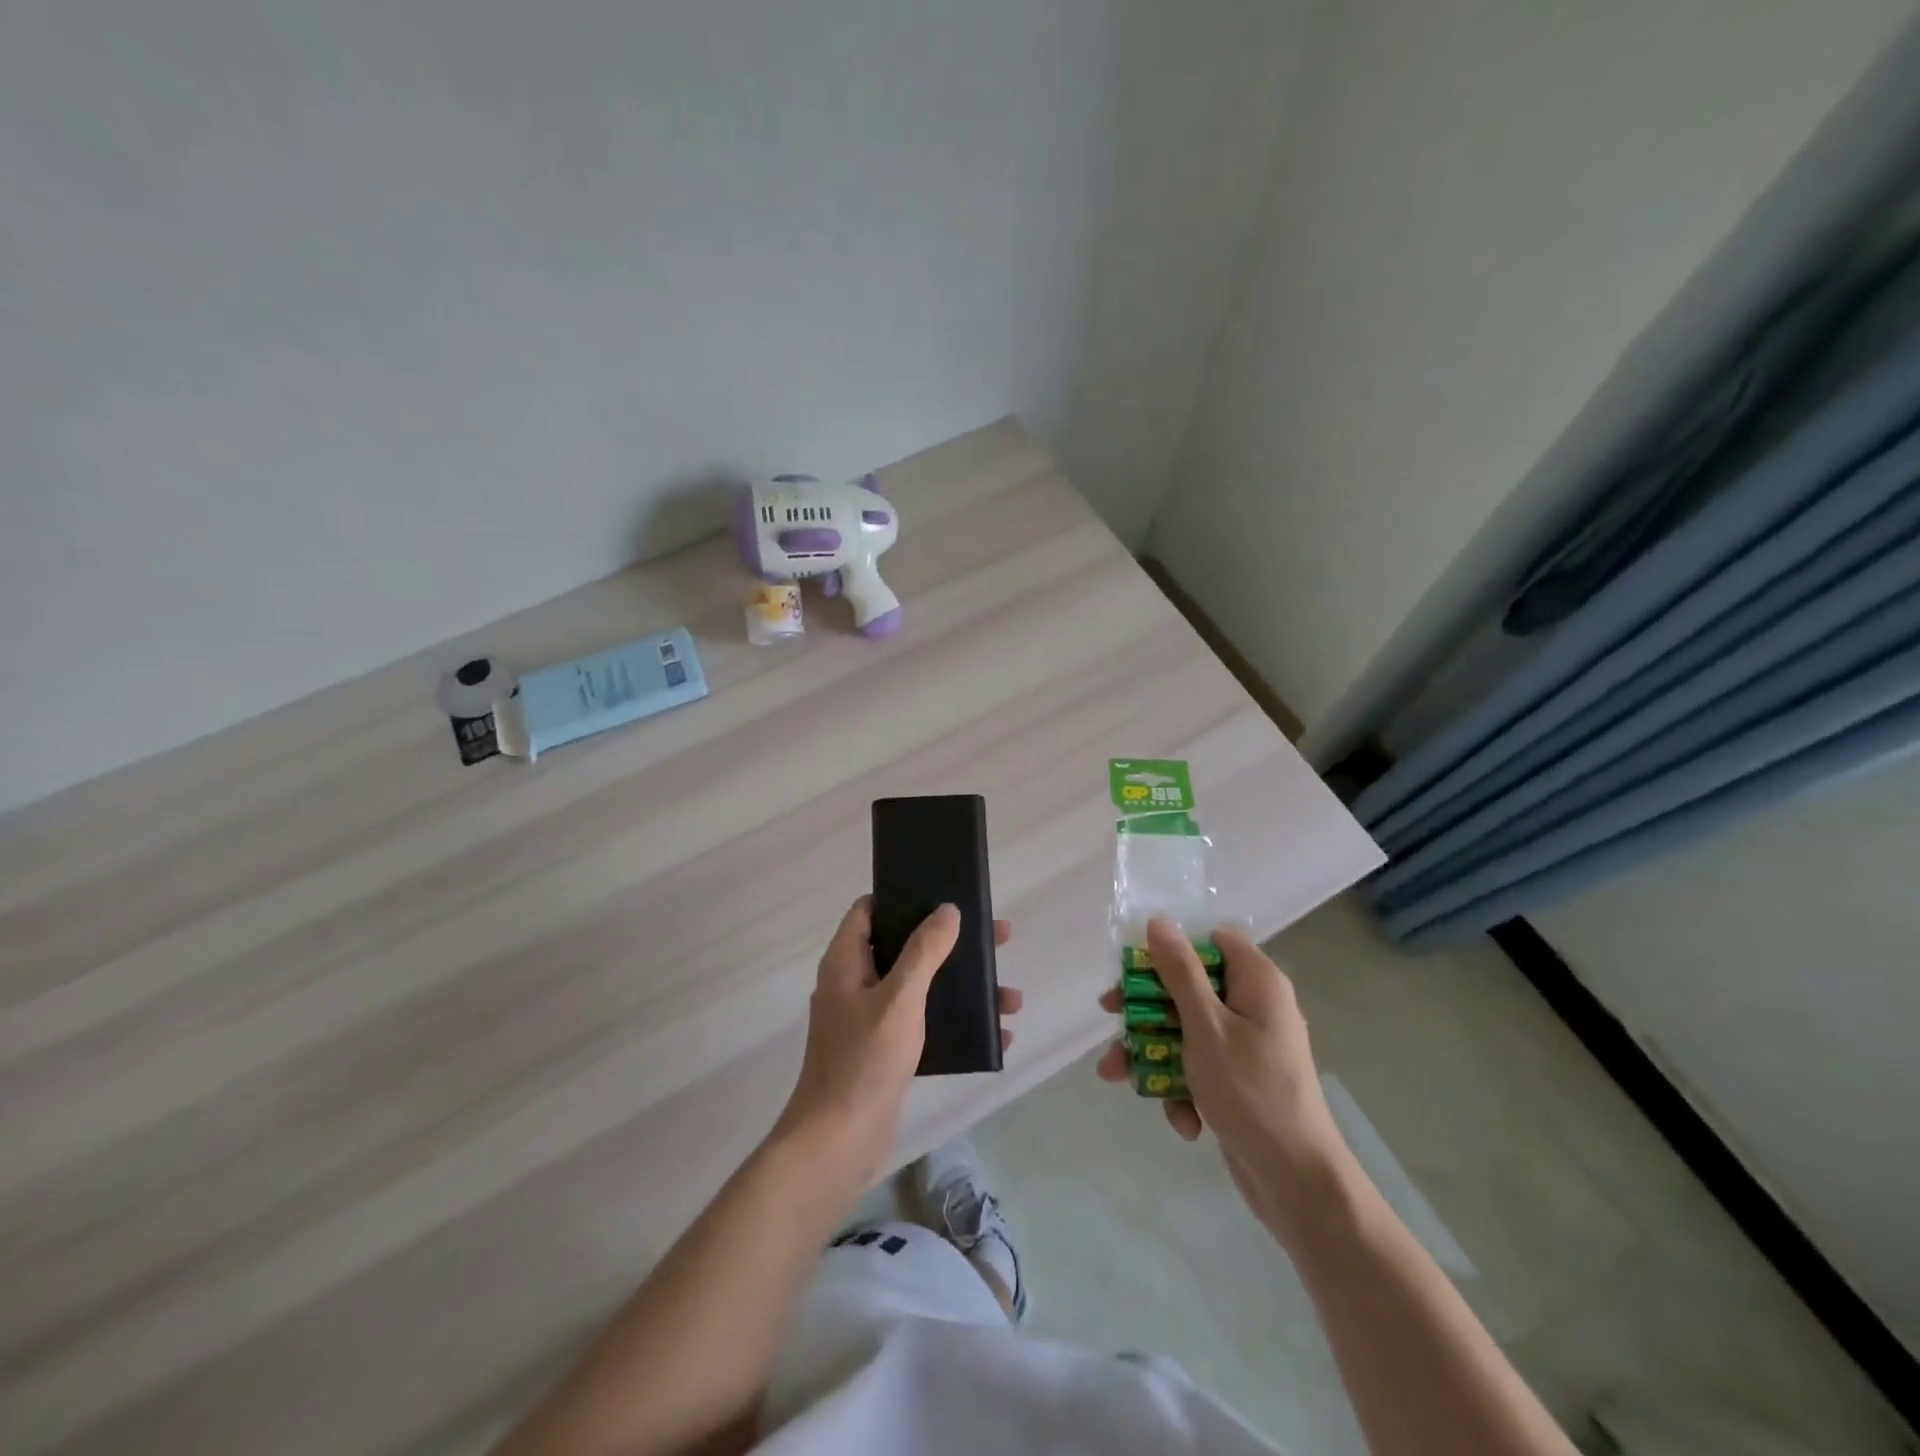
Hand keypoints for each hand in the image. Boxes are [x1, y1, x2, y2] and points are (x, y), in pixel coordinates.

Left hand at [775, 896, 1019, 1188]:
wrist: (839, 1142)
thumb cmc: (864, 1059)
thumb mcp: (900, 997)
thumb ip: (924, 951)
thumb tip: (947, 910)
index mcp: (846, 963)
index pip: (868, 912)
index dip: (901, 897)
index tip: (941, 891)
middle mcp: (855, 985)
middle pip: (906, 947)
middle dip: (951, 943)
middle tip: (996, 937)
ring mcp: (870, 1020)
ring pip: (922, 988)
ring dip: (963, 988)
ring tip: (1010, 996)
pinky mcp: (885, 1052)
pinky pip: (926, 1024)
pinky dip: (957, 1024)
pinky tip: (996, 1034)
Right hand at [1098, 917, 1346, 1238]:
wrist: (1298, 1184)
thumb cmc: (1251, 1092)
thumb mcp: (1206, 1026)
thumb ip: (1180, 972)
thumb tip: (1160, 921)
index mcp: (1257, 982)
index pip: (1210, 941)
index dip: (1172, 949)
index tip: (1135, 968)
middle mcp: (1254, 1006)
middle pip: (1189, 986)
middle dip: (1146, 1009)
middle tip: (1111, 1016)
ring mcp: (1246, 1045)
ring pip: (1185, 1029)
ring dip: (1153, 1053)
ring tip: (1118, 1077)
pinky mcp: (1238, 1079)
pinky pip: (1198, 1066)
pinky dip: (1182, 1087)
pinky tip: (1180, 1119)